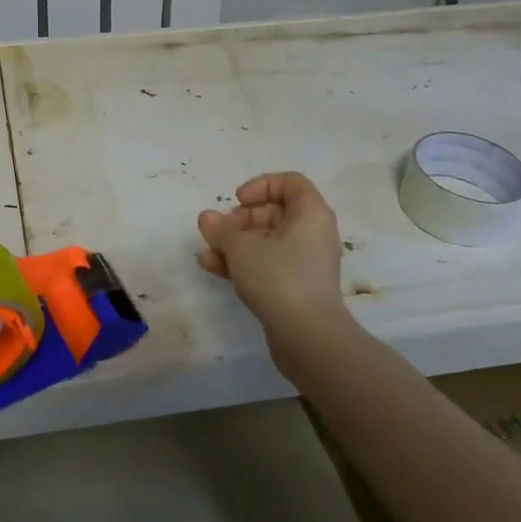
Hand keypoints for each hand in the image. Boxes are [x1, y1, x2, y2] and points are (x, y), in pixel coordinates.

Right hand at [197, 173, 350, 367]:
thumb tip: (207, 217)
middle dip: (241, 219)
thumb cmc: (279, 278)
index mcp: (311, 214)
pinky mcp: (296, 288)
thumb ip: (221, 229)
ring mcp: (306, 263)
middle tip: (220, 230)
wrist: (309, 339)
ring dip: (235, 243)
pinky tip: (213, 268)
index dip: (261, 185)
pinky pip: (268, 264)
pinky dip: (243, 263)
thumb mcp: (242, 248)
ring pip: (267, 241)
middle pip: (275, 212)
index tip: (237, 201)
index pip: (290, 183)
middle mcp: (313, 234)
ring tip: (207, 252)